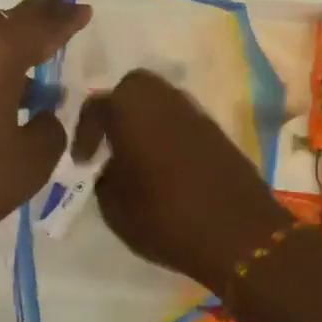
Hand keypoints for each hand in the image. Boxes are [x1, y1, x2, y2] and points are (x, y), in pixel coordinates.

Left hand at [0, 0, 91, 277]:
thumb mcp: (31, 161)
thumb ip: (51, 128)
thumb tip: (44, 113)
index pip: (42, 25)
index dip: (66, 18)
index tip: (84, 7)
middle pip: (10, 20)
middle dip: (38, 16)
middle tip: (62, 7)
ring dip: (11, 45)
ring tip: (38, 57)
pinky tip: (4, 86)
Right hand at [75, 69, 291, 292]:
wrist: (239, 234)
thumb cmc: (166, 219)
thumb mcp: (116, 209)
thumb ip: (105, 179)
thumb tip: (110, 166)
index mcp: (131, 111)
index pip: (97, 106)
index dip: (84, 133)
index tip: (82, 161)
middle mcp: (164, 101)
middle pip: (134, 87)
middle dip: (118, 109)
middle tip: (110, 142)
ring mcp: (195, 114)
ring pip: (162, 100)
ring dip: (145, 120)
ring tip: (136, 155)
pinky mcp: (218, 132)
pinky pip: (183, 121)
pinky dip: (169, 133)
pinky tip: (165, 165)